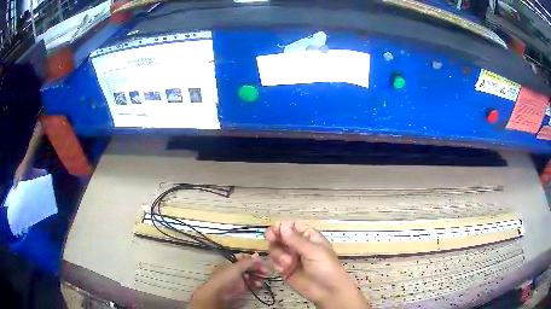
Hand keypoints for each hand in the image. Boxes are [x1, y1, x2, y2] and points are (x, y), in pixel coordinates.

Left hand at [189, 253, 267, 308]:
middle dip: (258, 268)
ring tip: (264, 278)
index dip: (254, 260)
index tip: (263, 262)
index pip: (245, 259)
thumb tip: (257, 254)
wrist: (219, 294)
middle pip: (249, 267)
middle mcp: (235, 270)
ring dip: (258, 276)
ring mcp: (238, 279)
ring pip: (251, 275)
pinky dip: (256, 283)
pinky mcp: (241, 288)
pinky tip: (259, 285)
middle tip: (266, 271)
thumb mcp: (236, 268)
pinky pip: (250, 284)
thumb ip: (247, 262)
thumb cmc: (226, 278)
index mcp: (232, 263)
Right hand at [265, 221, 368, 308]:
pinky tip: (284, 269)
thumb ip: (296, 240)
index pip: (292, 226)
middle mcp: (298, 246)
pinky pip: (274, 262)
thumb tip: (282, 225)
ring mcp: (290, 257)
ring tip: (287, 262)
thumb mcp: (314, 252)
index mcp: (309, 237)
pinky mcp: (285, 269)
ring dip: (278, 253)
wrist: (327, 292)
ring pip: (275, 248)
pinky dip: (276, 264)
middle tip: (271, 238)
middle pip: (281, 235)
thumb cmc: (326, 268)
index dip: (283, 226)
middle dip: (275, 237)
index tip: (275, 229)